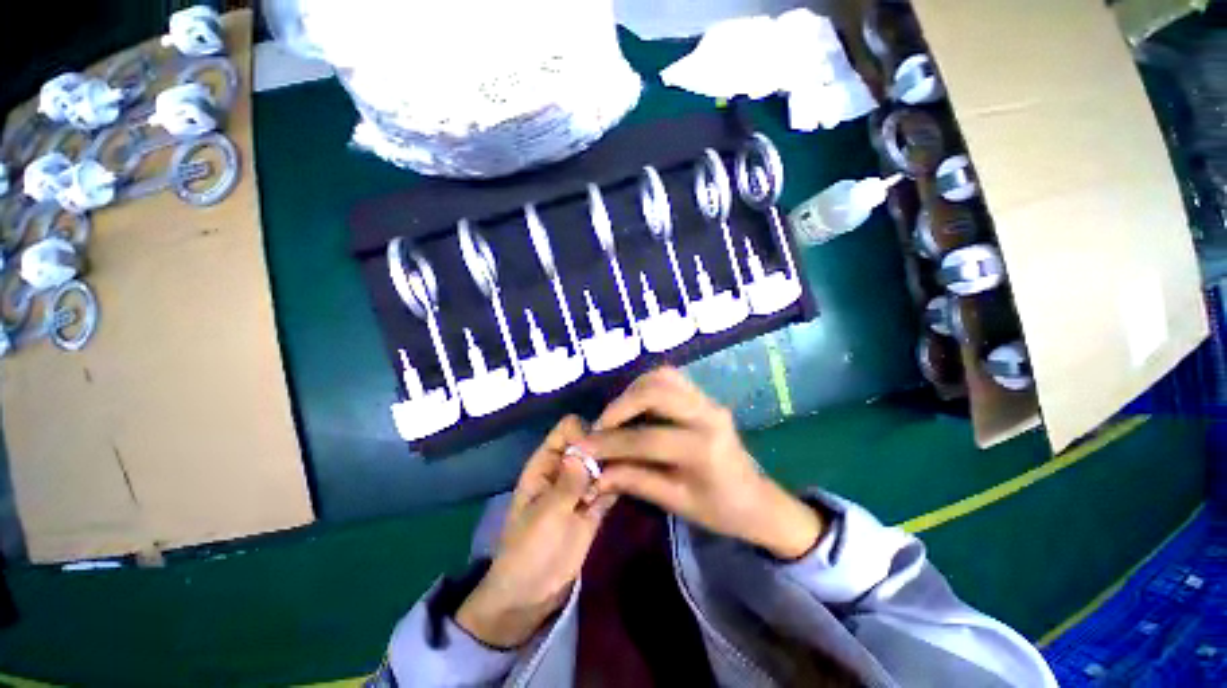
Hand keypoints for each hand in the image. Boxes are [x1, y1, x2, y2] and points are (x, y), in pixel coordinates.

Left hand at [456, 416, 614, 647]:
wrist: (532, 595)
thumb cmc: (528, 550)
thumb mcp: (545, 516)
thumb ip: (567, 484)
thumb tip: (585, 450)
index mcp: (545, 463)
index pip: (567, 429)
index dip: (583, 432)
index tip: (597, 449)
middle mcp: (566, 467)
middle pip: (590, 441)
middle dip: (605, 446)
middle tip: (621, 460)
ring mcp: (582, 486)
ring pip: (602, 461)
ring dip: (615, 464)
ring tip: (627, 473)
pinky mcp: (596, 504)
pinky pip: (610, 483)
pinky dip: (620, 481)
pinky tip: (631, 483)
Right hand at [588, 367, 824, 560]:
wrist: (757, 499)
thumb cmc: (720, 509)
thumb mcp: (675, 502)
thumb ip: (634, 481)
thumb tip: (595, 471)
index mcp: (704, 448)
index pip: (647, 439)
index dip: (610, 443)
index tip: (583, 446)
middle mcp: (708, 414)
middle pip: (655, 391)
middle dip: (620, 406)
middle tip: (601, 426)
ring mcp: (708, 401)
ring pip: (662, 377)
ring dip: (633, 392)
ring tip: (616, 416)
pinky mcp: (705, 397)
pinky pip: (670, 379)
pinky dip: (647, 387)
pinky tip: (636, 406)